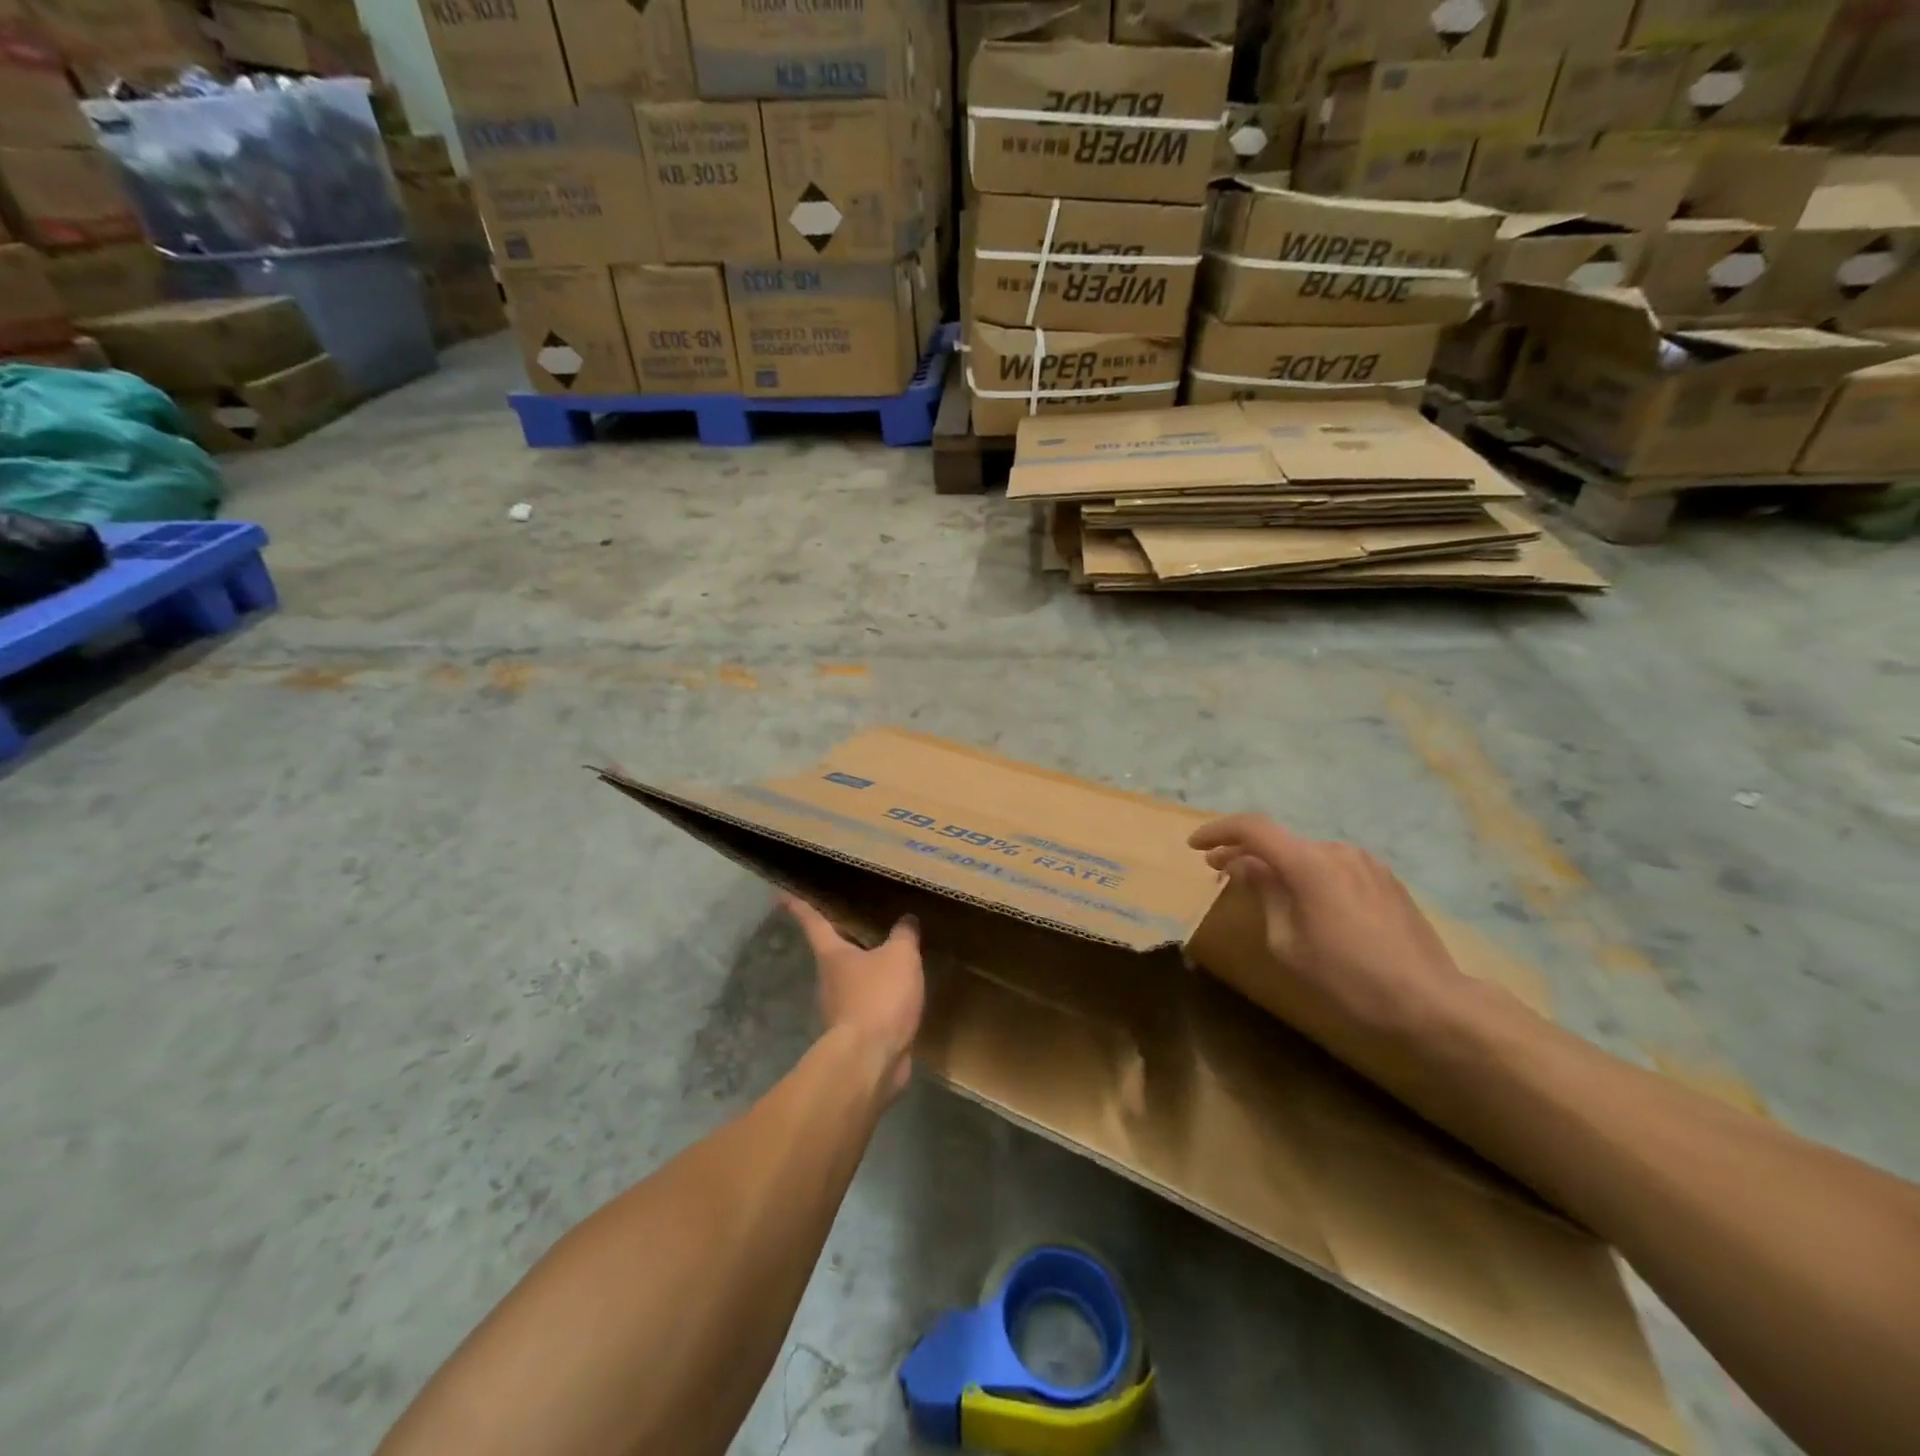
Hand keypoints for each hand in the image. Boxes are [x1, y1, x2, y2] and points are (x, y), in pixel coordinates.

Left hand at [782, 896, 924, 1098]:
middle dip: (844, 937)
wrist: (871, 1059)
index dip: (797, 904)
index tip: (779, 892)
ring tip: (890, 954)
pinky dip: (881, 995)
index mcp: (832, 954)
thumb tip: (906, 920)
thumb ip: (904, 935)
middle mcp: (828, 978)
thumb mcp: (900, 957)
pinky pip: (869, 1003)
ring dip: (867, 968)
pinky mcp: (856, 1032)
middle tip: (858, 918)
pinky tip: (900, 991)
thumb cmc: (878, 997)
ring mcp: (839, 1008)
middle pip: (833, 951)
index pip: (812, 921)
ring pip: (852, 979)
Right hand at [1188, 815, 1469, 1046]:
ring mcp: (1365, 862)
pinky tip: (1302, 898)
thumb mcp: (1288, 943)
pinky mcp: (1385, 878)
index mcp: (1309, 864)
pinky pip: (1333, 865)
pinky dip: (1306, 873)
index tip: (1195, 846)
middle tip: (1216, 871)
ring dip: (1277, 863)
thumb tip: (1246, 867)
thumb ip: (1264, 894)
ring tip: (1260, 887)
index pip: (1253, 828)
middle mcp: (1336, 851)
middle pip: (1279, 840)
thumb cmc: (1347, 978)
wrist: (1429, 1003)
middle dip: (1243, 852)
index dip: (1218, 831)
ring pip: (1306, 853)